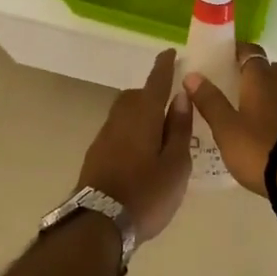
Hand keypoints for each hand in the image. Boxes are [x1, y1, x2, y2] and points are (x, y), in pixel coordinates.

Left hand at [78, 49, 192, 241]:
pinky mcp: (96, 154)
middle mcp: (120, 118)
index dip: (164, 66)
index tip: (170, 52)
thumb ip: (178, 128)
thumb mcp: (176, 164)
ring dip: (140, 113)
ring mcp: (104, 136)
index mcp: (143, 115)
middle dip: (151, 93)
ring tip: (158, 130)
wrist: (99, 223)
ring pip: (124, 113)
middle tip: (170, 103)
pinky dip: (131, 131)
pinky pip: (118, 130)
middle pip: (136, 96)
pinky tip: (141, 150)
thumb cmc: (147, 193)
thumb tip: (180, 96)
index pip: (155, 82)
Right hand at [184, 43, 276, 195]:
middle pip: (269, 69)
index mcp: (261, 78)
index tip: (222, 58)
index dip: (237, 51)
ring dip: (268, 94)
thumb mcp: (226, 128)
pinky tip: (268, 132)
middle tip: (234, 87)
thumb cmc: (259, 148)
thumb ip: (209, 100)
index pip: (250, 51)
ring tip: (249, 112)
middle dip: (254, 73)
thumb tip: (192, 75)